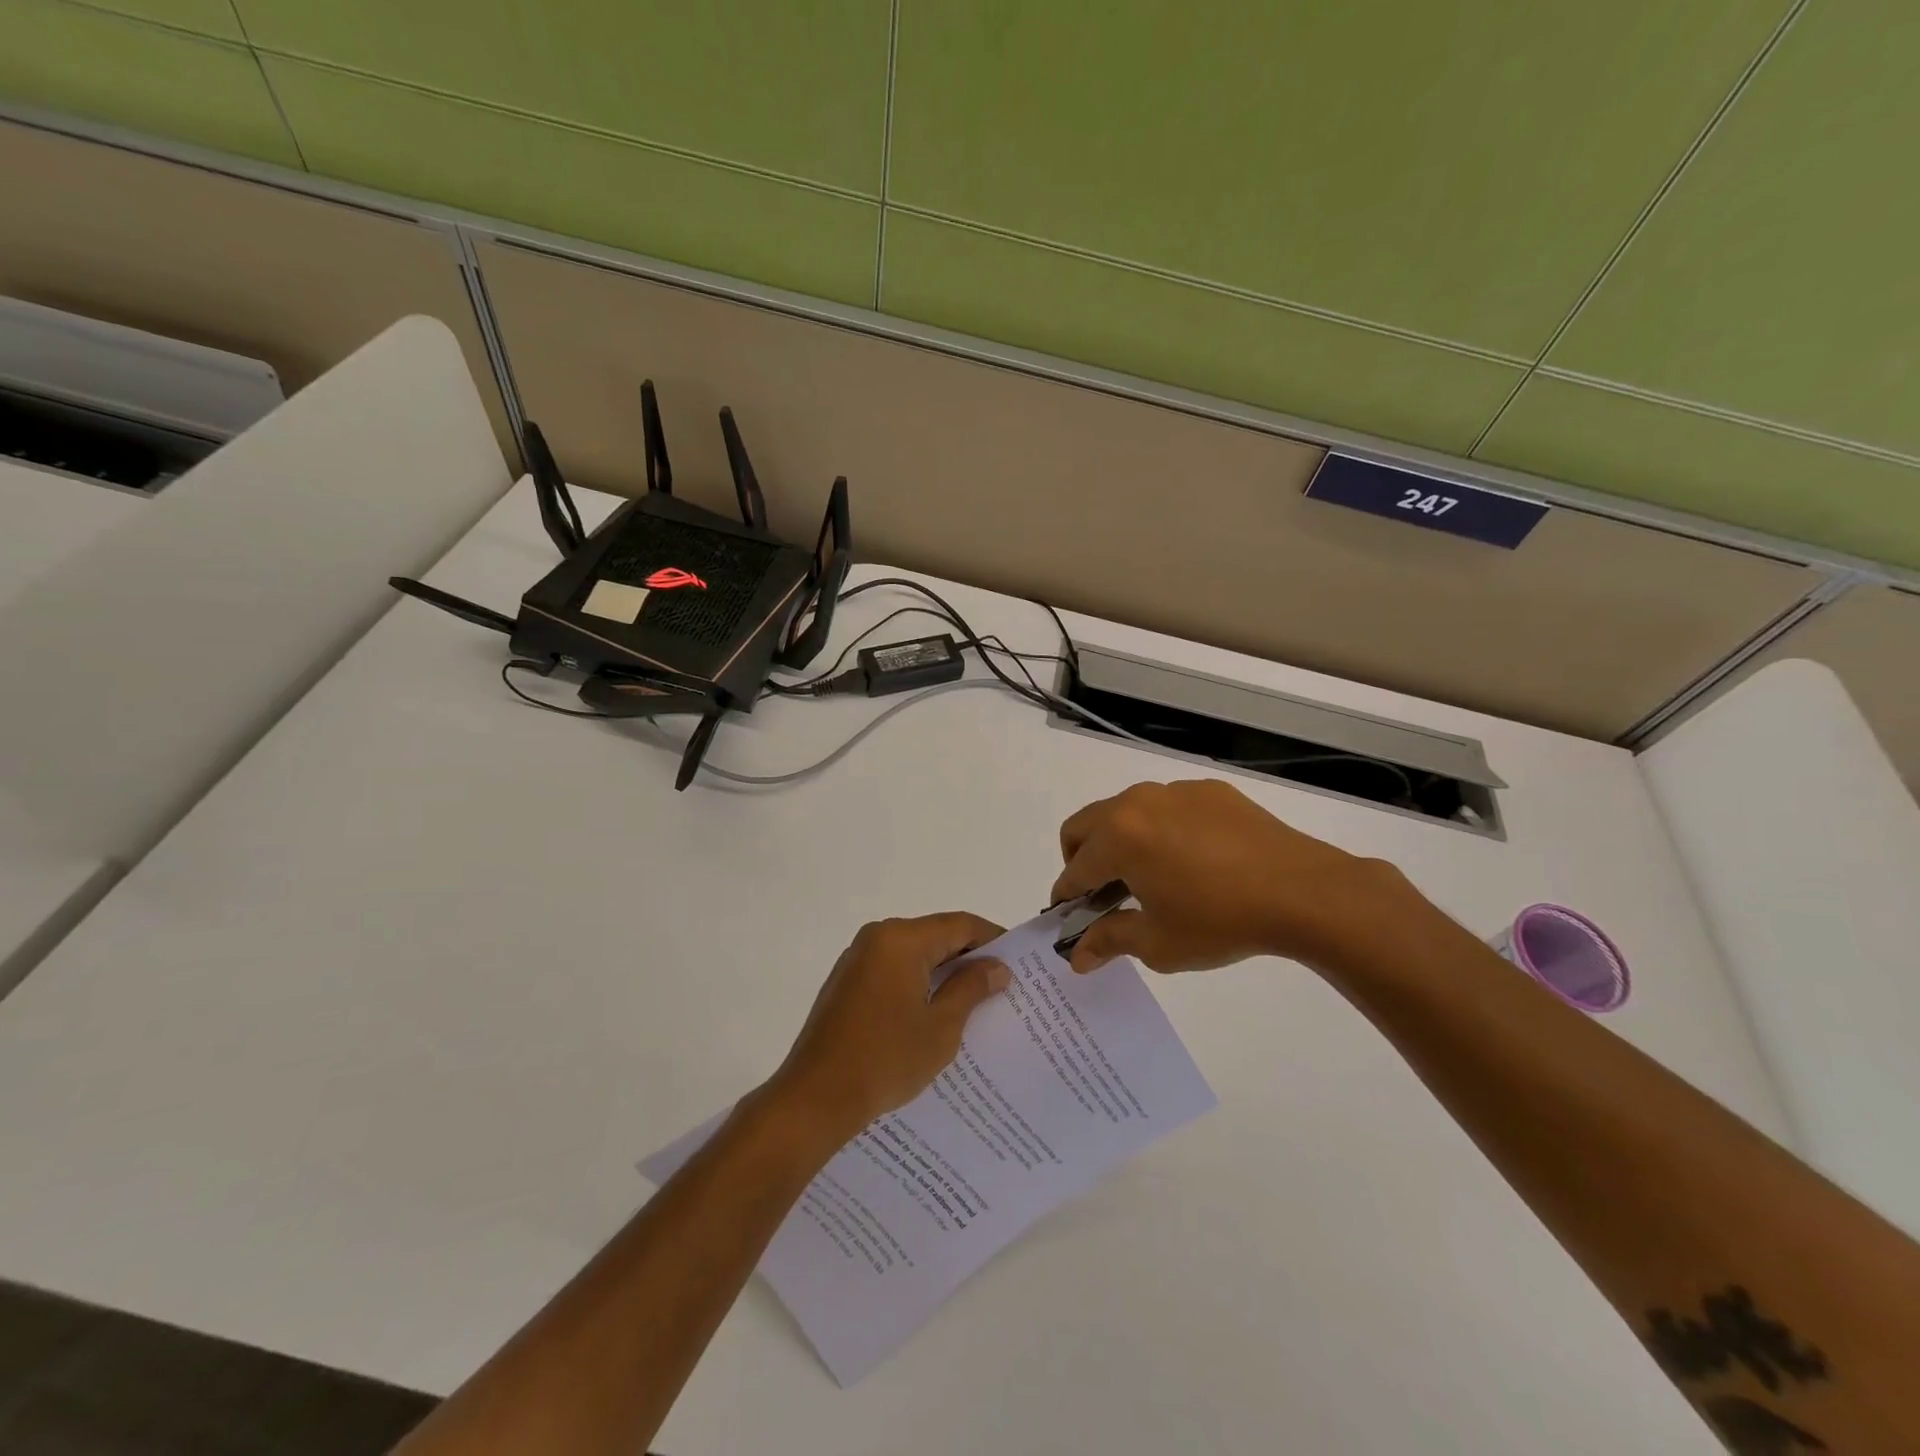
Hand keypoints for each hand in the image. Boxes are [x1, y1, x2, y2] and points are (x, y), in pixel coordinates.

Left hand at [765, 913, 1008, 1139]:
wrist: (815, 1097)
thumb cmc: (885, 1059)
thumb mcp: (941, 1027)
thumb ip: (971, 988)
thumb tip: (997, 966)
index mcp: (901, 939)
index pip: (959, 925)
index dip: (992, 939)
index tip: (1018, 961)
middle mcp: (877, 937)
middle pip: (935, 935)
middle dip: (968, 956)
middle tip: (1001, 984)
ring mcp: (857, 959)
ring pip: (913, 953)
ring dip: (942, 971)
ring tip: (973, 1001)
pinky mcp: (846, 982)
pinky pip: (893, 969)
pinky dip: (917, 982)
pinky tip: (934, 1011)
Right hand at [1052, 778, 1414, 975]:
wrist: (1304, 892)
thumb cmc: (1221, 921)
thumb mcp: (1158, 943)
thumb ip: (1109, 941)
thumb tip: (1077, 956)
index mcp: (1118, 836)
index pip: (1074, 869)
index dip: (1067, 897)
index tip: (1072, 919)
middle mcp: (1137, 803)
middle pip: (1084, 826)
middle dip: (1081, 860)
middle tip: (1104, 895)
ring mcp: (1174, 791)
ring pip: (1125, 811)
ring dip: (1120, 841)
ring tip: (1151, 878)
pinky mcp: (1208, 791)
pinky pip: (1167, 807)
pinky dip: (1160, 830)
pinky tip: (1193, 861)